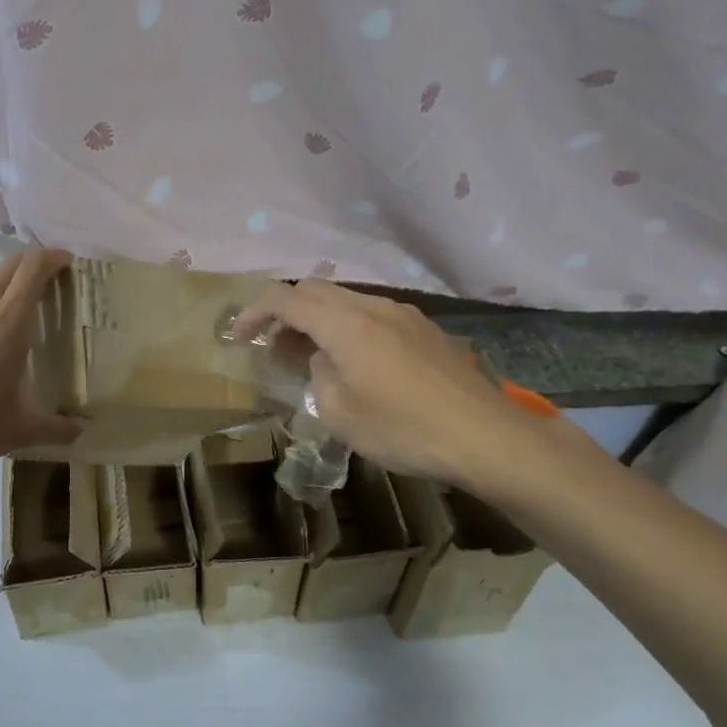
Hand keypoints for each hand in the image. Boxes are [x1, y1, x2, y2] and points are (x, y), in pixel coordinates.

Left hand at [0, 249, 81, 472]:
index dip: (54, 256)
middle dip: (33, 266)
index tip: (68, 263)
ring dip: (5, 292)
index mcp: (8, 321)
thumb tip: (82, 432)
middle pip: (11, 266)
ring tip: (13, 325)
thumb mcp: (19, 430)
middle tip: (50, 289)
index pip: (34, 266)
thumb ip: (57, 428)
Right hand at [233, 280, 554, 489]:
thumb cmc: (404, 429)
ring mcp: (405, 315)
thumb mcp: (339, 413)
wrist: (487, 437)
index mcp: (346, 324)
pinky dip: (349, 328)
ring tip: (312, 357)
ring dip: (319, 320)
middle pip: (316, 289)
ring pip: (346, 300)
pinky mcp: (427, 330)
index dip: (254, 312)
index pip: (286, 299)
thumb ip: (318, 375)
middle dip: (286, 311)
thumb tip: (323, 360)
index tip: (239, 336)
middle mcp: (373, 307)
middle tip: (274, 348)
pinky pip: (373, 315)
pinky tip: (356, 363)